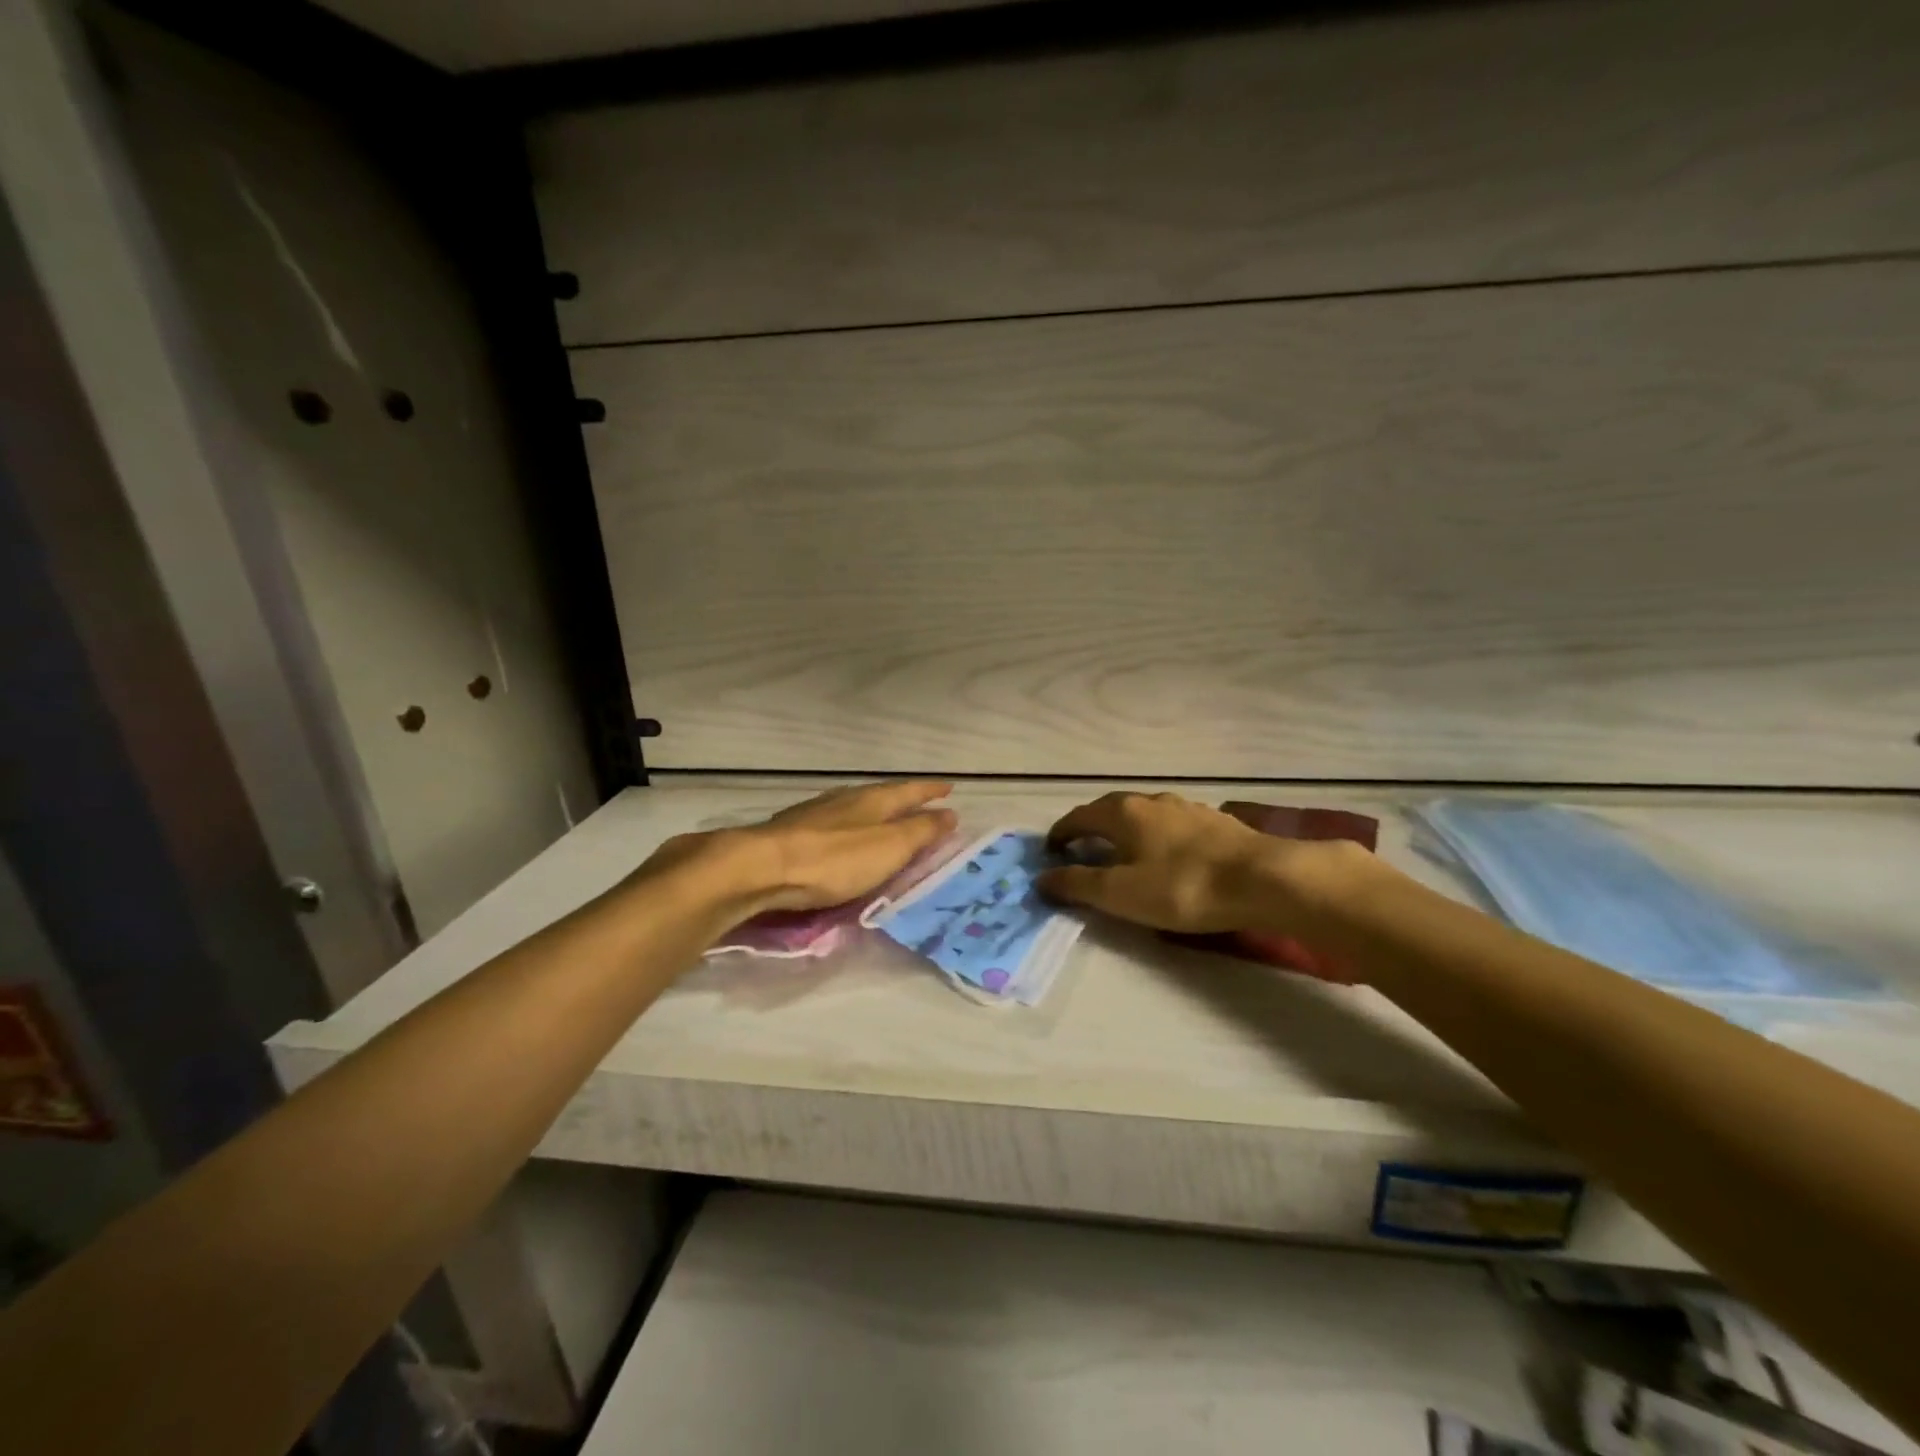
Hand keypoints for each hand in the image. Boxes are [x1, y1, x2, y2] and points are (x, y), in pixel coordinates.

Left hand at [638, 781, 957, 917]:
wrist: (761, 866)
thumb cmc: (834, 860)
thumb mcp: (888, 848)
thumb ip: (919, 832)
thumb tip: (950, 813)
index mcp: (873, 801)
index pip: (910, 791)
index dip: (931, 791)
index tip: (949, 788)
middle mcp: (846, 799)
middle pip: (882, 793)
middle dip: (903, 798)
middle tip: (920, 802)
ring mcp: (816, 812)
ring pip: (854, 804)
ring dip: (874, 809)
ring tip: (884, 815)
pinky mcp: (792, 829)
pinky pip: (833, 820)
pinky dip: (848, 824)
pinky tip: (840, 833)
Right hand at [1039, 790, 1363, 936]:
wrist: (1263, 879)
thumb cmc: (1182, 887)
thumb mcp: (1121, 893)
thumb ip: (1078, 884)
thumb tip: (1041, 877)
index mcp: (1123, 813)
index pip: (1079, 816)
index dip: (1060, 833)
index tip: (1049, 851)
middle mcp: (1151, 801)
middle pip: (1110, 810)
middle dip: (1092, 829)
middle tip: (1082, 852)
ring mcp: (1187, 808)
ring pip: (1144, 816)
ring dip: (1126, 831)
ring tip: (1124, 854)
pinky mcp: (1215, 822)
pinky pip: (1172, 826)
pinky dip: (1157, 838)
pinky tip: (1169, 856)